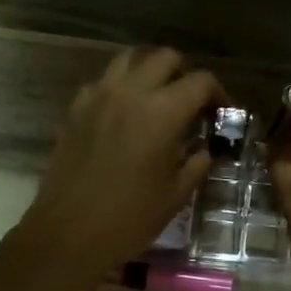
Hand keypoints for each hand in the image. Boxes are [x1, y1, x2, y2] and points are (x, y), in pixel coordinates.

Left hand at [17, 47, 223, 279]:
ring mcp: (98, 96)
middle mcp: (130, 92)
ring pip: (129, 59)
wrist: (69, 233)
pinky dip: (120, 86)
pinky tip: (125, 113)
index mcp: (162, 112)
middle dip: (184, 73)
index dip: (218, 93)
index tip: (221, 112)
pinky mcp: (75, 109)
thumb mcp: (176, 194)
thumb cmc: (130, 218)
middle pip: (164, 57)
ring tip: (158, 97)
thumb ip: (197, 164)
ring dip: (150, 71)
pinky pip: (103, 81)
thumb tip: (205, 150)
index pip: (200, 82)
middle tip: (191, 100)